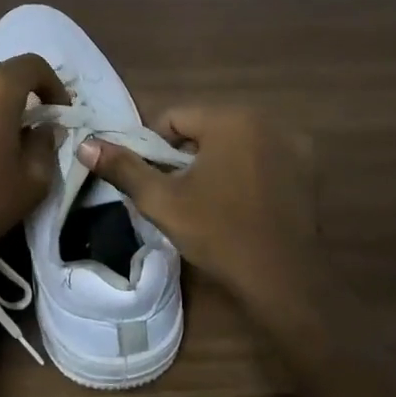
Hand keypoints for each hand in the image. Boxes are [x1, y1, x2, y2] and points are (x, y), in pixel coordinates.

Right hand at [78, 107, 319, 314]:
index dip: (154, 148)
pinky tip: (242, 204)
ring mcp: (293, 142)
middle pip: (206, 127)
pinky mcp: (309, 167)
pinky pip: (262, 157)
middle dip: (186, 155)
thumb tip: (86, 144)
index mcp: (230, 119)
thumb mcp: (162, 202)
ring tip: (207, 201)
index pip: (174, 118)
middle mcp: (266, 119)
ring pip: (235, 142)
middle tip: (177, 195)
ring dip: (216, 161)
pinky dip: (247, 171)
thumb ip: (124, 168)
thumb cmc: (219, 234)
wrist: (283, 278)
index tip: (152, 181)